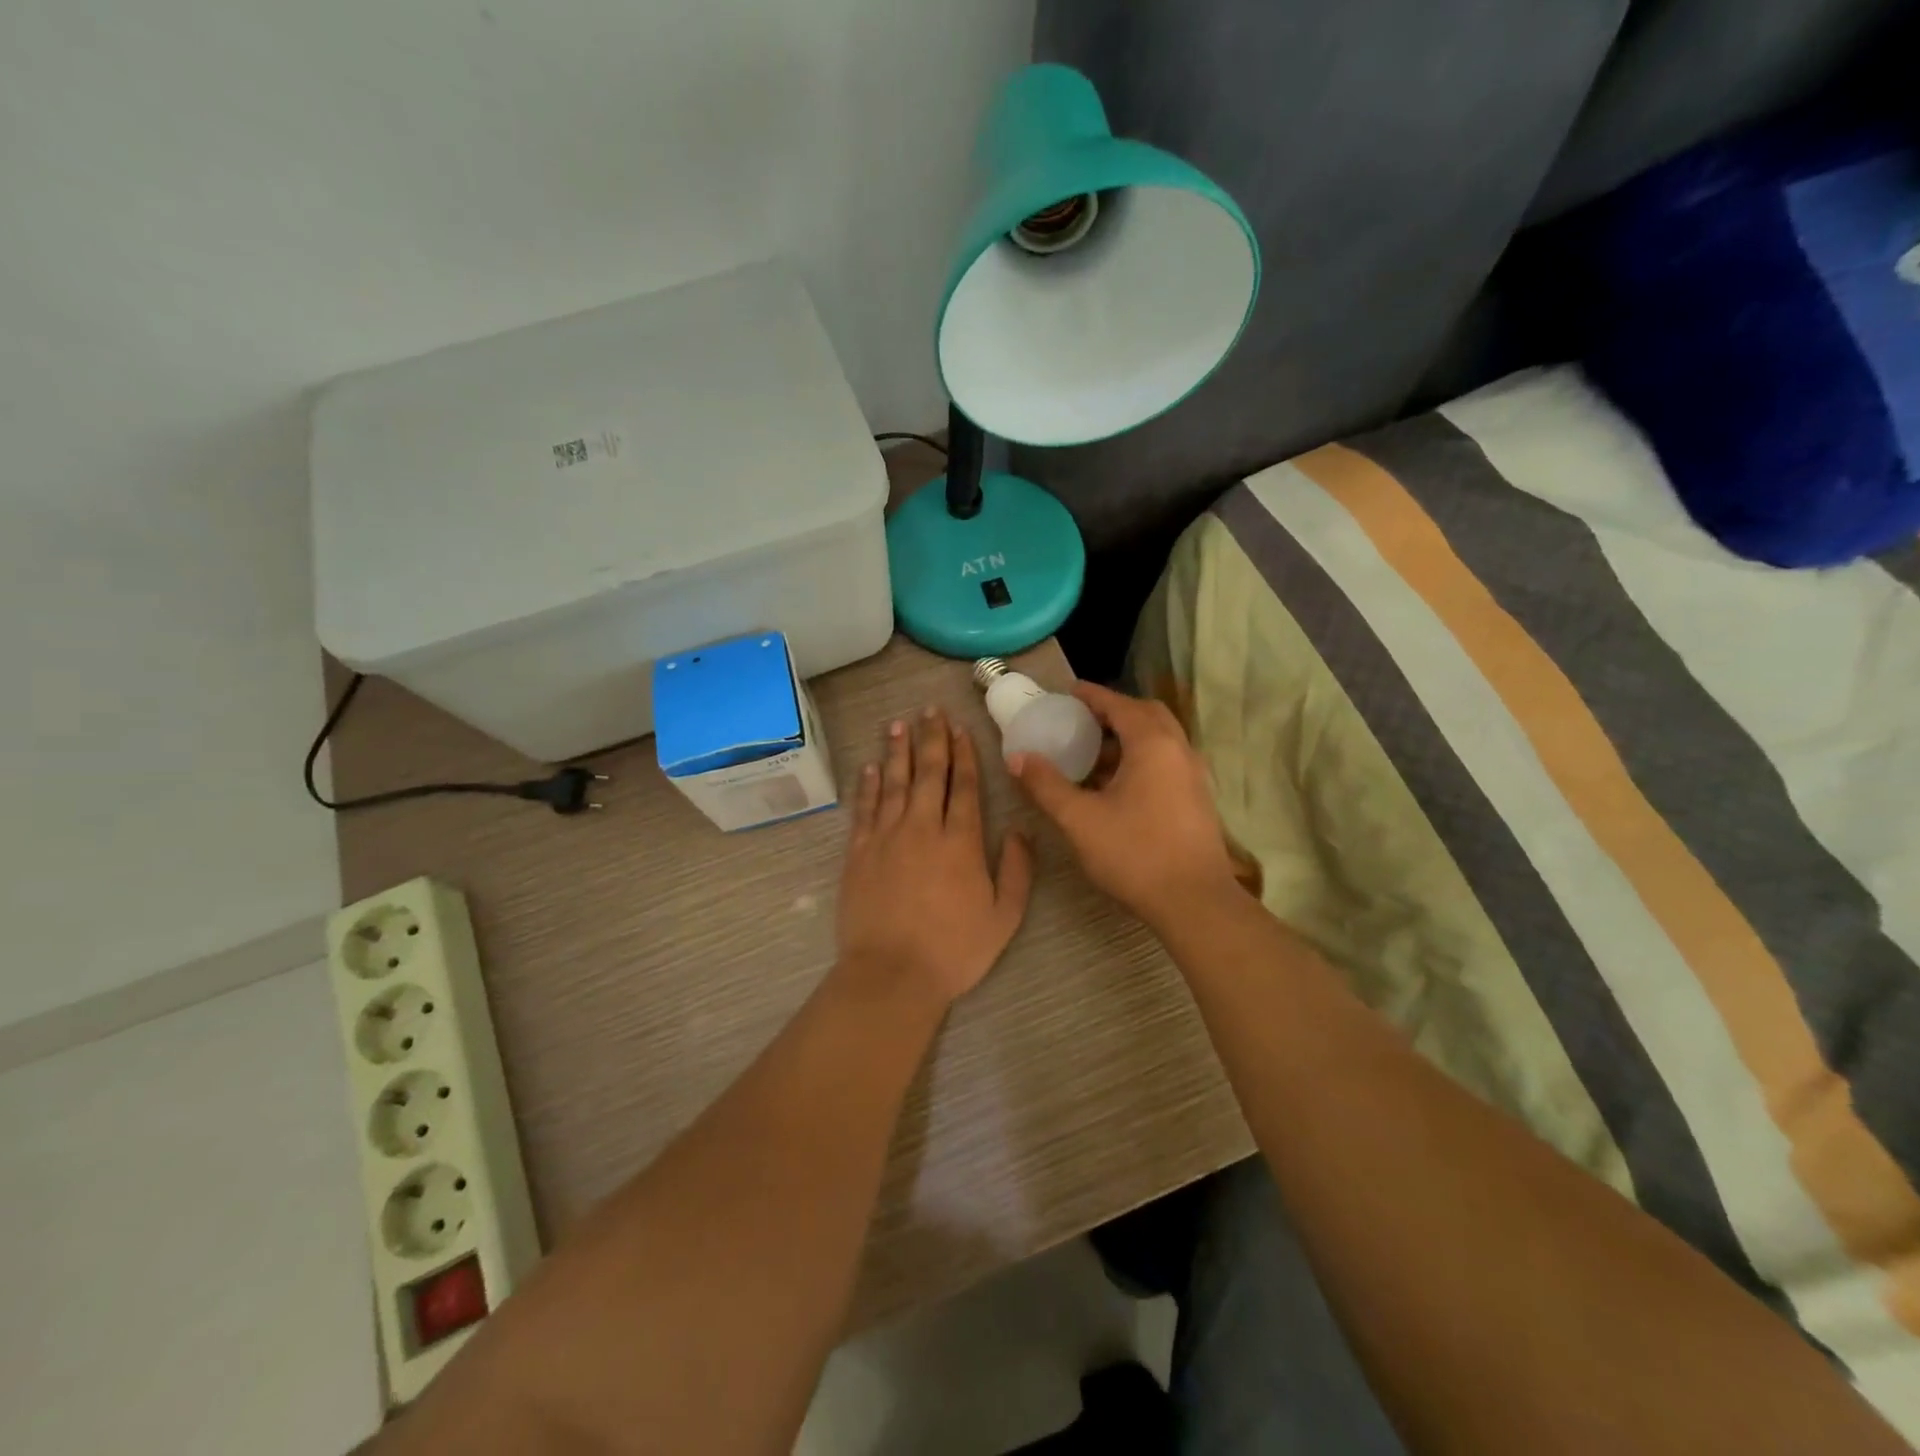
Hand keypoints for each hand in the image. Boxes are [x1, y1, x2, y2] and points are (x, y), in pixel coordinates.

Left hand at [837, 707, 1033, 1005]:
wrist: (892, 974)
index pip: (964, 786)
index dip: (964, 754)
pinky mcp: (858, 852)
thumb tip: (1022, 830)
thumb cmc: (954, 950)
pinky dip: (868, 784)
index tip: (960, 729)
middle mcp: (923, 828)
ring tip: (899, 723)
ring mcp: (886, 837)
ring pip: (895, 782)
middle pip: (929, 773)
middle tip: (930, 710)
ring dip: (898, 751)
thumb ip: (1017, 870)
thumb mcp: (1004, 917)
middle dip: (932, 739)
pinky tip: (871, 766)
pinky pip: (864, 808)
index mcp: (961, 842)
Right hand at [1011, 683, 1236, 927]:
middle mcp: (1179, 749)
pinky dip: (1140, 758)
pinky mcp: (1197, 798)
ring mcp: (1193, 774)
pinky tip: (1116, 786)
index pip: (1119, 704)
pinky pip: (1166, 761)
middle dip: (1112, 712)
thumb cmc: (1135, 854)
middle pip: (1145, 714)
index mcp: (1153, 744)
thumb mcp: (1079, 819)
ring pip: (1159, 739)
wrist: (1195, 902)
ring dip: (1127, 737)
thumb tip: (1017, 757)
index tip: (1066, 692)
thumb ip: (1046, 785)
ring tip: (1091, 755)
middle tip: (1080, 722)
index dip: (1091, 695)